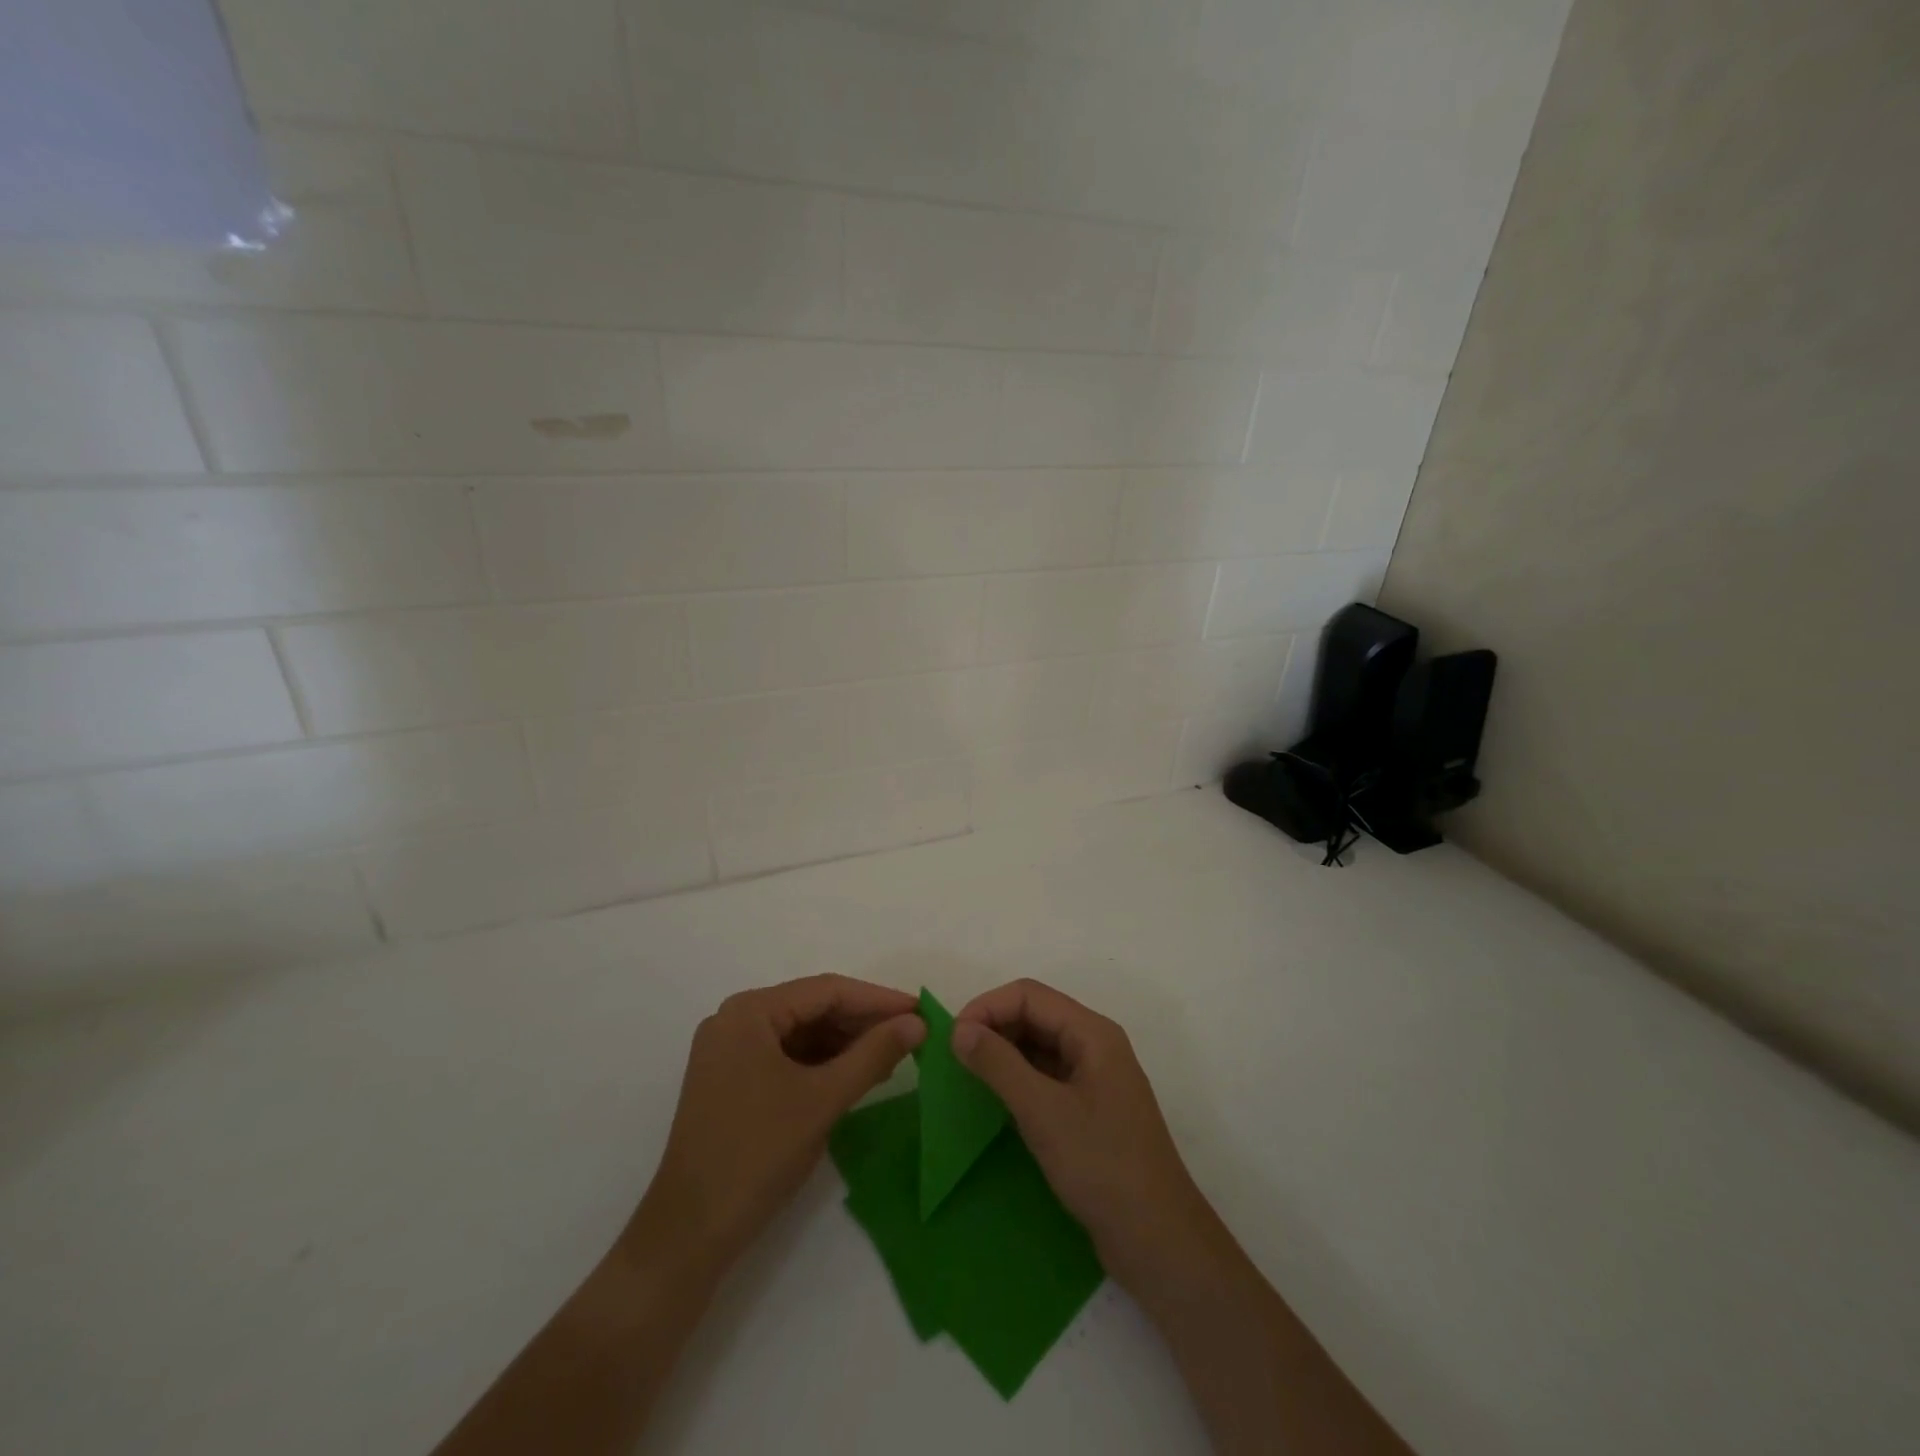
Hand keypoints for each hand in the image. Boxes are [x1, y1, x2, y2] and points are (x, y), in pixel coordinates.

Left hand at [633, 975, 923, 1270]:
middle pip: (812, 1008)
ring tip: (891, 1056)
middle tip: (911, 1036)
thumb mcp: (823, 1099)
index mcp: (749, 1012)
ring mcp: (730, 1052)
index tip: (920, 1011)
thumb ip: (873, 1054)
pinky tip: (854, 1076)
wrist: (689, 1235)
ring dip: (845, 1044)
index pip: (826, 991)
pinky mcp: (731, 1082)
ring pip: (801, 1033)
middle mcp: (735, 1021)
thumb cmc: (757, 1155)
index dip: (877, 999)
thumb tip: (917, 1023)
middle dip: (862, 1022)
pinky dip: (822, 1064)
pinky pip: (786, 1057)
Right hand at [952, 979, 1218, 1299]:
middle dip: (993, 1027)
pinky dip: (1017, 1080)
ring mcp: (1094, 1079)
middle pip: (1035, 1015)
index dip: (987, 1006)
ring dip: (1002, 1054)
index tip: (952, 1038)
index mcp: (1092, 1033)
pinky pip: (1046, 1077)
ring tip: (966, 1077)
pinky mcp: (1089, 1111)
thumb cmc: (1102, 1166)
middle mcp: (1095, 1046)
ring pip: (1039, 1047)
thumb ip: (999, 1065)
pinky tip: (994, 1101)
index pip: (1030, 995)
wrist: (1159, 1241)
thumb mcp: (1043, 1112)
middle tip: (954, 1058)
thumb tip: (960, 1029)